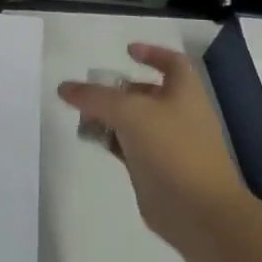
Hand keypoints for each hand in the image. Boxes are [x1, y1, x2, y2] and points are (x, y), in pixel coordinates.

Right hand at [59, 43, 249, 248]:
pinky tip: (92, 140)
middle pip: (147, 93)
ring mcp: (168, 144)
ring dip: (110, 116)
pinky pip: (129, 146)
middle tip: (90, 91)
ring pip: (135, 121)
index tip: (126, 51)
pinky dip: (111, 140)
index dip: (152, 53)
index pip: (172, 63)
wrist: (197, 210)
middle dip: (118, 89)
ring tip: (83, 116)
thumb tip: (65, 88)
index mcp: (185, 94)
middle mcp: (179, 115)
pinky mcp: (155, 168)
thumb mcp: (129, 112)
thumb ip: (94, 97)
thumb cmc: (171, 149)